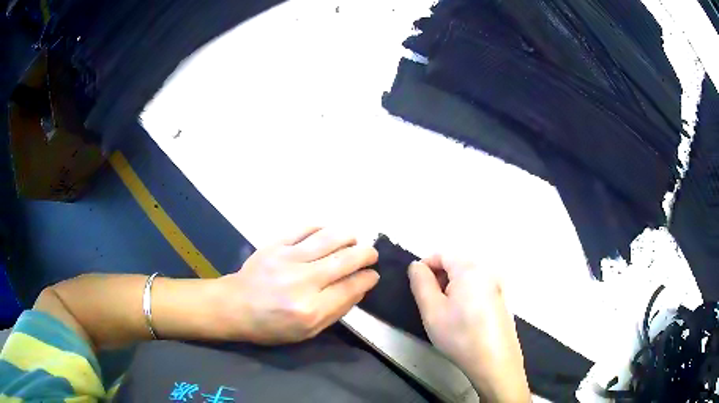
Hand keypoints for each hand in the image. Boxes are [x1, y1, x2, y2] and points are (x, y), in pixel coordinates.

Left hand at [214, 227, 378, 343]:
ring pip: (329, 239)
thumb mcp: (307, 332)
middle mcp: (302, 282)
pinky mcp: (275, 245)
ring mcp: (287, 259)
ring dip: (348, 237)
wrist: (235, 306)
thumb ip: (336, 312)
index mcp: (311, 310)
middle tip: (371, 254)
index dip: (367, 279)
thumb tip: (359, 289)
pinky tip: (328, 233)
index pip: (351, 287)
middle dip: (366, 254)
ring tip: (354, 240)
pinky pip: (304, 229)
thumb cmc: (270, 325)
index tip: (373, 275)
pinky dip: (322, 228)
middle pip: (345, 260)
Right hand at [408, 255, 530, 402]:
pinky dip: (466, 297)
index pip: (442, 254)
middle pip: (456, 265)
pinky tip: (463, 320)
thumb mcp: (432, 310)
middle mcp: (487, 272)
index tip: (416, 286)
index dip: (425, 266)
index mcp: (470, 269)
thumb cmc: (460, 335)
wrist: (494, 361)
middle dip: (439, 279)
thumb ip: (420, 283)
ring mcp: (498, 287)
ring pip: (467, 279)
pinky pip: (478, 290)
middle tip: (429, 304)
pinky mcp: (502, 301)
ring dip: (452, 289)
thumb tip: (417, 266)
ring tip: (445, 314)